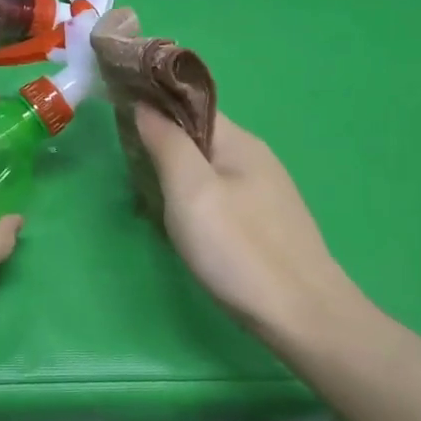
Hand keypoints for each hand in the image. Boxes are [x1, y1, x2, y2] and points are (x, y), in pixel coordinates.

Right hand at [135, 105, 368, 355]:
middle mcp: (255, 159)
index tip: (118, 118)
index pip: (191, 105)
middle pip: (198, 138)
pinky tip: (184, 228)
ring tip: (148, 202)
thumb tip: (145, 104)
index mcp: (240, 141)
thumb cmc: (238, 248)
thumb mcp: (191, 190)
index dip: (155, 105)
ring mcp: (264, 194)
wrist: (302, 316)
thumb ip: (167, 143)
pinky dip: (194, 203)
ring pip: (207, 171)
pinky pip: (220, 198)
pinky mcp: (265, 224)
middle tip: (130, 171)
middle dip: (162, 146)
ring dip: (176, 179)